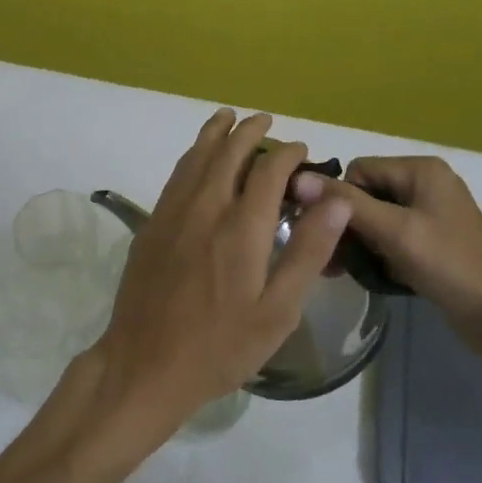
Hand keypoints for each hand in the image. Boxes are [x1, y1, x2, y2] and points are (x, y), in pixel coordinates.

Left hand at [79, 110, 349, 452]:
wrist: (145, 364)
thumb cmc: (220, 346)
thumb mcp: (278, 311)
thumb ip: (307, 251)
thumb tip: (336, 199)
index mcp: (240, 227)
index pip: (268, 171)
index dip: (287, 154)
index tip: (300, 149)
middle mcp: (205, 207)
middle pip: (228, 152)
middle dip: (249, 131)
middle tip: (265, 119)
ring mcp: (172, 213)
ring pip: (195, 157)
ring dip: (215, 133)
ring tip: (227, 117)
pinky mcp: (151, 224)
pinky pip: (176, 175)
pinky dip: (191, 155)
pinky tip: (196, 157)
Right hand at [291, 155, 481, 360]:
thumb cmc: (451, 267)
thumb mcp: (395, 232)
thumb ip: (347, 204)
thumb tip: (298, 179)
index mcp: (420, 170)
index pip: (358, 171)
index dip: (340, 201)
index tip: (329, 235)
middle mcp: (425, 183)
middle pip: (365, 193)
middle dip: (347, 225)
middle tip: (332, 260)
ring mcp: (430, 213)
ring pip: (375, 218)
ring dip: (359, 243)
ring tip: (343, 272)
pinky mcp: (432, 241)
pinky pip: (391, 237)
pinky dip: (377, 253)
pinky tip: (369, 275)